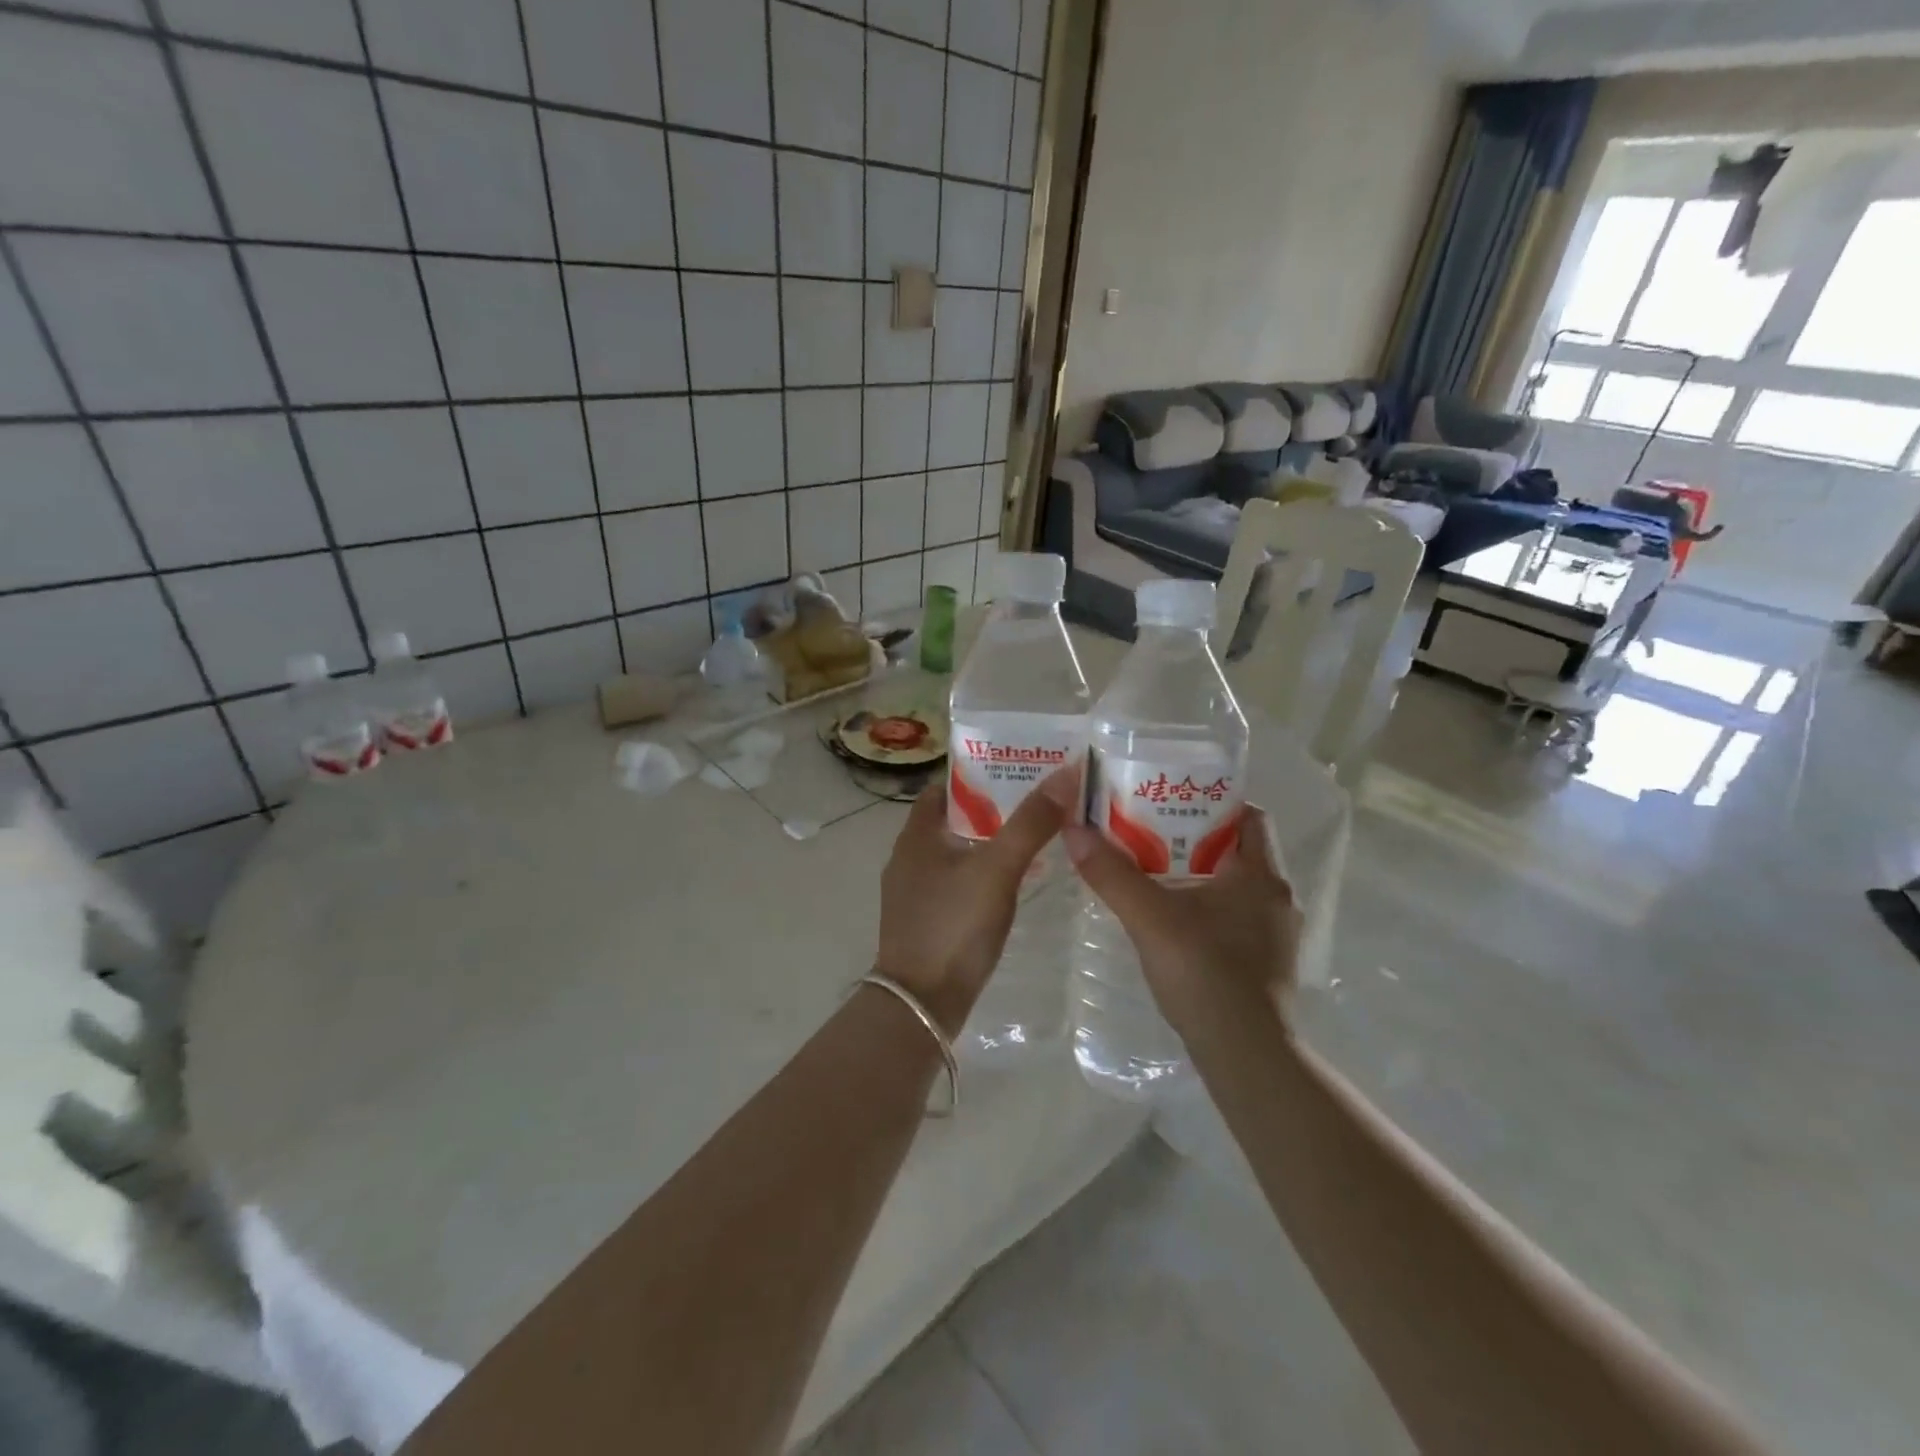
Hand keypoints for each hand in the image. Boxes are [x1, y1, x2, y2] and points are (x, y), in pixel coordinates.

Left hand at [874, 768, 1077, 1034]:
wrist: (921, 1004)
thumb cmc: (954, 926)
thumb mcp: (997, 869)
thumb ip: (1030, 823)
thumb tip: (1066, 773)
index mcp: (917, 835)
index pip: (946, 787)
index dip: (980, 774)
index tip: (1020, 769)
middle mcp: (910, 857)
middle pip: (955, 818)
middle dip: (994, 807)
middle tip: (1040, 800)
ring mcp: (916, 891)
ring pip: (959, 852)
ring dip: (992, 841)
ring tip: (1037, 835)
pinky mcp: (928, 919)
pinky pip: (959, 881)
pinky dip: (985, 873)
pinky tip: (1017, 882)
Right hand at [1062, 807, 1301, 1037]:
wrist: (1246, 1055)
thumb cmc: (1206, 973)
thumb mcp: (1150, 918)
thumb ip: (1112, 874)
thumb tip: (1074, 829)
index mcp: (1262, 875)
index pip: (1250, 815)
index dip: (1213, 802)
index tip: (1171, 802)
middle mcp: (1276, 897)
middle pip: (1239, 849)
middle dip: (1195, 838)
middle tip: (1149, 834)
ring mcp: (1275, 934)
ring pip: (1235, 886)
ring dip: (1200, 876)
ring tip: (1153, 873)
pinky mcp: (1264, 963)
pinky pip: (1235, 917)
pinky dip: (1206, 909)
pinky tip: (1173, 921)